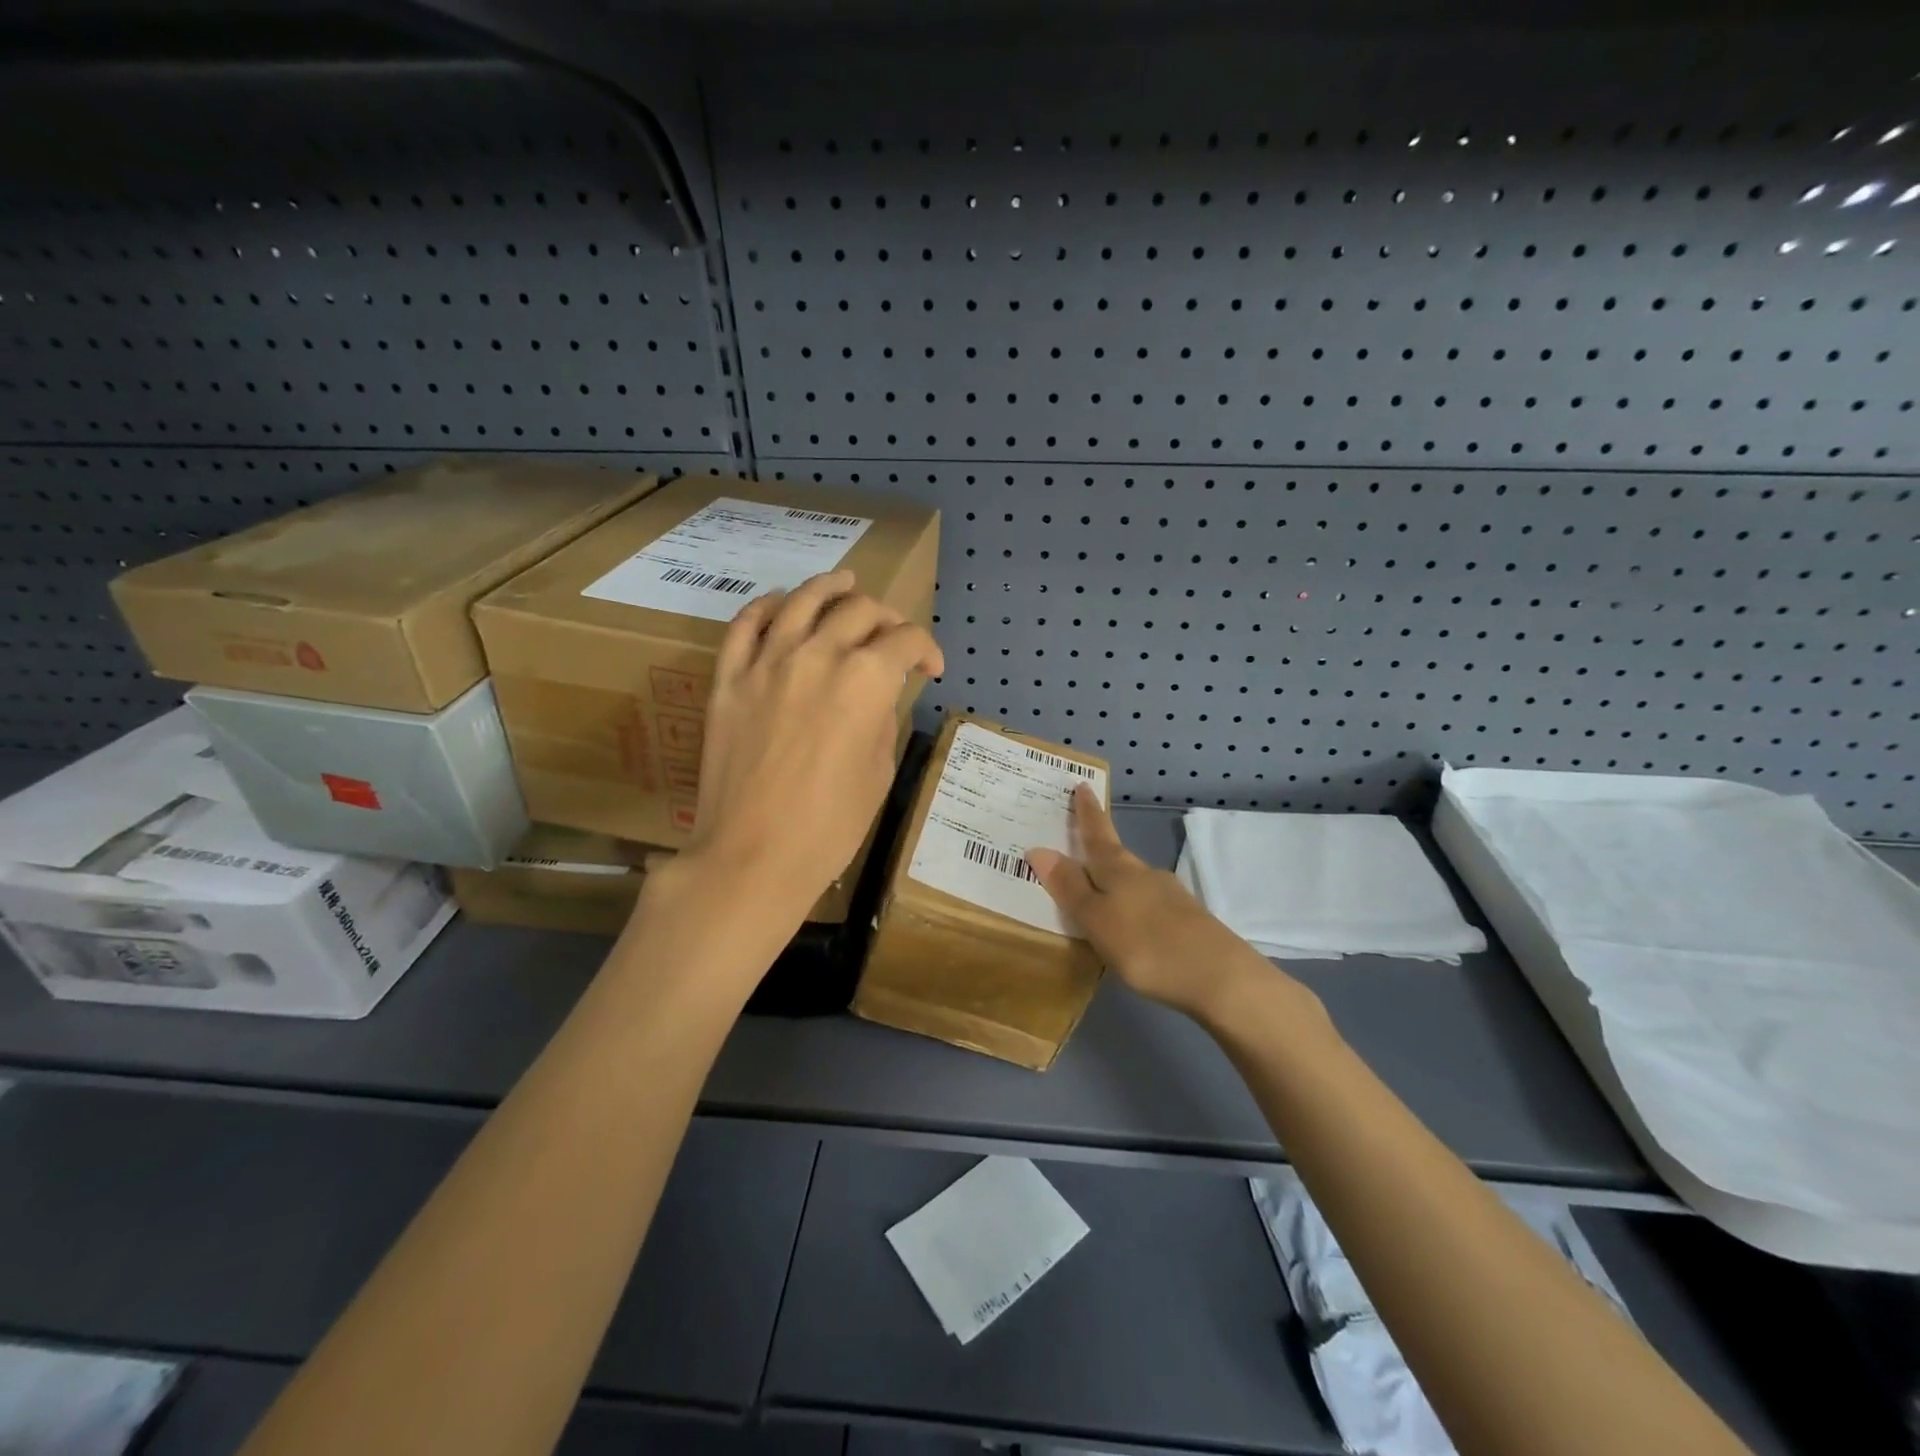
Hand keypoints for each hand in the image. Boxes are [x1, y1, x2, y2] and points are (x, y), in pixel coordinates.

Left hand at [684, 570, 942, 921]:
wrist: (753, 856)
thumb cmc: (830, 826)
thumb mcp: (879, 771)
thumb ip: (883, 718)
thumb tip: (878, 697)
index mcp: (866, 680)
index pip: (907, 641)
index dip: (928, 649)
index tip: (931, 668)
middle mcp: (819, 655)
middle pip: (860, 610)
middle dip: (887, 618)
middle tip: (892, 638)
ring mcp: (767, 662)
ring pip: (802, 600)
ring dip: (830, 586)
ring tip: (844, 581)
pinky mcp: (728, 678)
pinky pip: (745, 624)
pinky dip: (766, 606)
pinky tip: (780, 604)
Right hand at [1026, 785, 1281, 1020]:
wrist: (1220, 978)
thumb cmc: (1147, 946)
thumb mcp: (1098, 919)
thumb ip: (1070, 887)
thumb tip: (1039, 848)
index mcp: (1119, 870)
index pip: (1097, 834)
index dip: (1088, 812)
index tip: (1082, 785)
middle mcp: (1145, 875)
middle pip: (1115, 855)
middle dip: (1097, 846)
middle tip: (1076, 840)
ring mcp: (1169, 897)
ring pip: (1132, 880)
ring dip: (1112, 879)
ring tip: (1094, 889)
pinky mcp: (1185, 921)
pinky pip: (1147, 902)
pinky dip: (1130, 904)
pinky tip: (1128, 922)